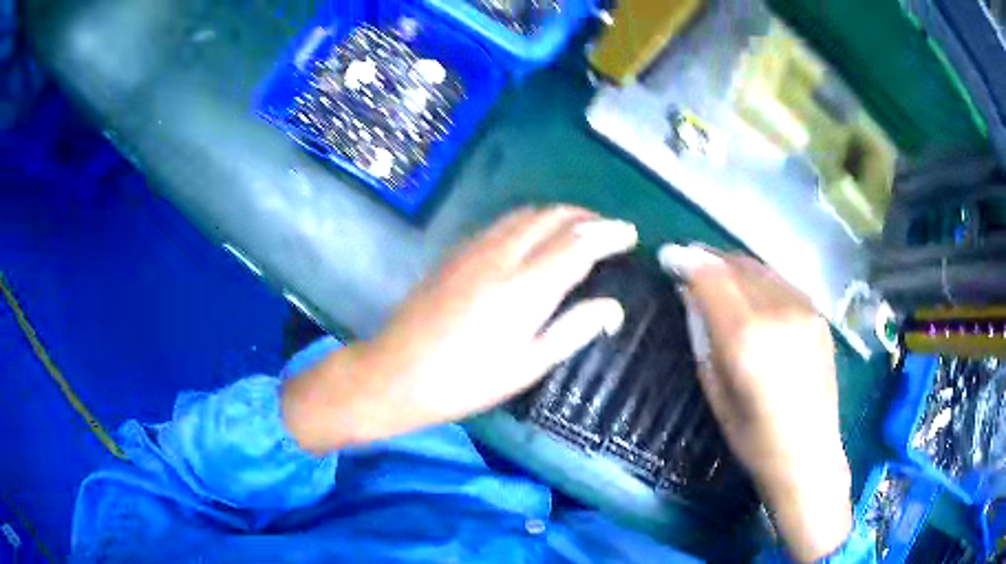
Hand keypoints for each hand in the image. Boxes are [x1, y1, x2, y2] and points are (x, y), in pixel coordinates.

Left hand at [282, 206, 637, 451]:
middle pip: (554, 217)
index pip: (580, 243)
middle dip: (588, 217)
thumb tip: (612, 307)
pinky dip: (531, 220)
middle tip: (610, 230)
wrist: (396, 373)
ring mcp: (475, 249)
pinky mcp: (457, 252)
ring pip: (527, 213)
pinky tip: (535, 237)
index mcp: (526, 288)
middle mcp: (502, 256)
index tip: (631, 234)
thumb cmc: (466, 381)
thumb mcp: (527, 366)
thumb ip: (573, 330)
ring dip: (560, 214)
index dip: (610, 234)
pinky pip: (503, 222)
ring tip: (579, 229)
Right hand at [659, 244, 851, 562]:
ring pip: (761, 268)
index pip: (712, 278)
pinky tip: (750, 293)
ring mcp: (804, 309)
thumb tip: (689, 296)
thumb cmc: (753, 439)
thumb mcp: (715, 393)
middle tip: (689, 266)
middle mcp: (778, 312)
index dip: (687, 262)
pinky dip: (759, 280)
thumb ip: (702, 336)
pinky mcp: (818, 314)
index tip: (668, 258)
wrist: (808, 454)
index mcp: (747, 338)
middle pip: (736, 265)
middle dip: (708, 260)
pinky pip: (781, 282)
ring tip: (717, 275)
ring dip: (733, 266)